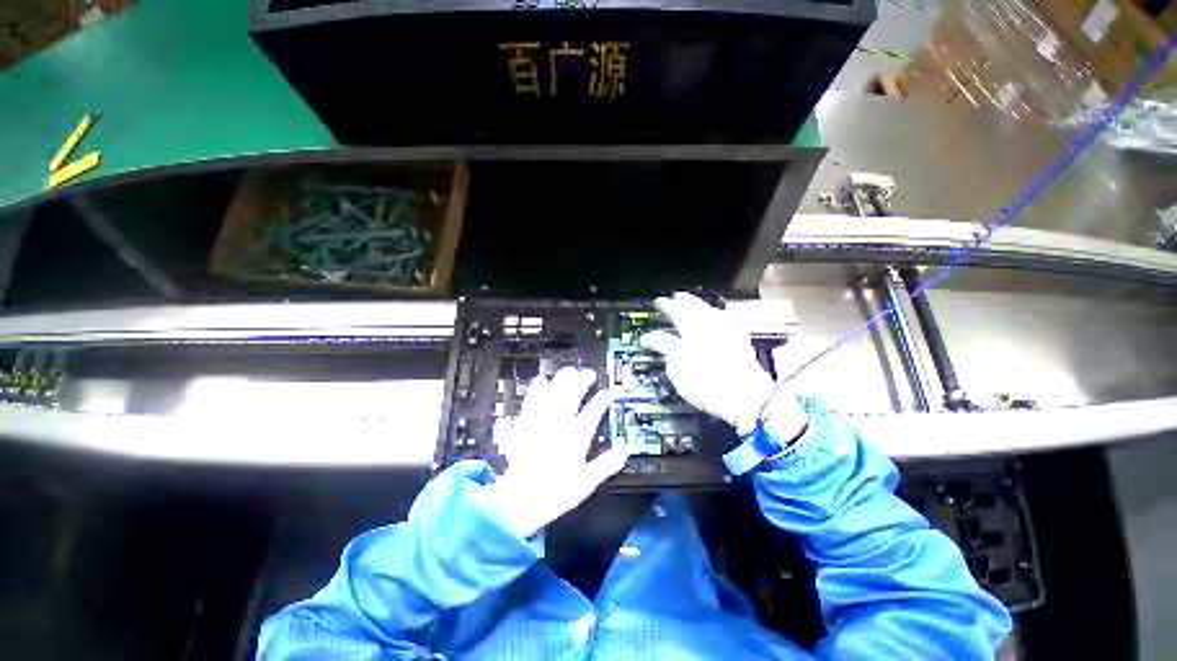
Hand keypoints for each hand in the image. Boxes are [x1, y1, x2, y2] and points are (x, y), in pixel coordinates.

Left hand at [490, 367, 630, 537]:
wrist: (519, 500)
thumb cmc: (555, 492)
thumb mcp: (586, 483)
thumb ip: (606, 465)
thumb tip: (626, 451)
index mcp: (575, 438)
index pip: (591, 414)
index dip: (600, 402)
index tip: (607, 394)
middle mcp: (558, 425)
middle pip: (571, 397)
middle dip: (581, 383)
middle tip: (588, 373)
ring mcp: (540, 423)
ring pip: (552, 395)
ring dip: (560, 381)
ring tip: (567, 371)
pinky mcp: (524, 425)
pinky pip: (530, 402)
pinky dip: (535, 390)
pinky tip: (538, 381)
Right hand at [640, 292, 806, 438]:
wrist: (752, 400)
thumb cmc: (717, 397)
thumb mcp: (685, 389)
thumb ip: (674, 370)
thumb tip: (671, 359)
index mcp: (686, 352)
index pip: (662, 340)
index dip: (650, 339)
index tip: (646, 340)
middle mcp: (702, 337)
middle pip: (682, 315)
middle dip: (669, 306)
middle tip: (662, 301)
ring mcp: (719, 333)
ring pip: (702, 309)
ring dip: (690, 302)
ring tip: (682, 297)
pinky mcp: (735, 335)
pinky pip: (720, 315)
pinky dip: (711, 310)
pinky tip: (708, 310)